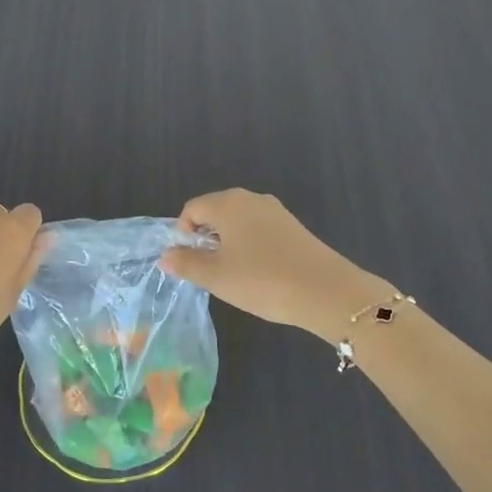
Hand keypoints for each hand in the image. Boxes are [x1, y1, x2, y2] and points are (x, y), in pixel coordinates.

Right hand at [160, 189, 393, 340]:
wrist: (326, 292)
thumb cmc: (262, 280)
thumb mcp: (216, 277)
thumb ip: (186, 264)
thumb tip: (166, 255)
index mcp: (228, 203)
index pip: (192, 209)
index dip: (183, 234)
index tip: (189, 263)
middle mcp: (251, 199)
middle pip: (216, 212)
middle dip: (206, 239)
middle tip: (209, 272)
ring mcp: (276, 211)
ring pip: (239, 222)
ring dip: (229, 245)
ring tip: (234, 276)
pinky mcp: (294, 227)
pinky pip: (259, 231)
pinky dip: (251, 247)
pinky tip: (259, 274)